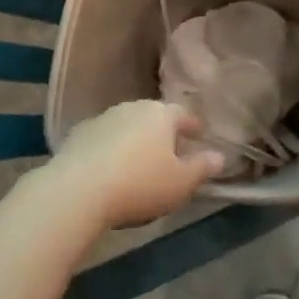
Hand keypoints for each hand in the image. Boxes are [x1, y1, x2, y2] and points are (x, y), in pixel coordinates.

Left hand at [47, 101, 225, 229]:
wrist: (77, 190)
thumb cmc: (139, 184)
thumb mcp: (180, 183)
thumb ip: (202, 168)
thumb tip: (220, 156)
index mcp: (161, 114)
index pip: (183, 114)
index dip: (193, 126)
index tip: (199, 135)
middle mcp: (133, 108)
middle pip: (154, 117)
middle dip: (163, 132)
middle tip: (169, 152)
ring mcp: (104, 118)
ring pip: (127, 126)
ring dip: (134, 140)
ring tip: (137, 163)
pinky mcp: (79, 135)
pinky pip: (103, 140)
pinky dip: (110, 150)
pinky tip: (109, 170)